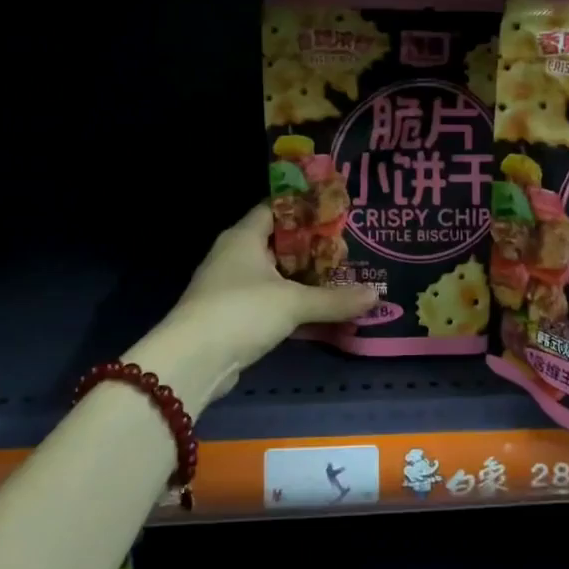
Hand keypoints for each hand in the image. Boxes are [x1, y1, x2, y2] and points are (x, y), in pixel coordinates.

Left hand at [129, 205, 377, 413]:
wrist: (193, 361)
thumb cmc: (241, 312)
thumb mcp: (294, 303)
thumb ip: (334, 299)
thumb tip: (376, 295)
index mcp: (244, 236)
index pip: (275, 209)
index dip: (304, 208)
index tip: (335, 212)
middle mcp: (234, 255)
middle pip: (277, 242)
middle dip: (310, 247)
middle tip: (347, 249)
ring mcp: (230, 286)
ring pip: (273, 274)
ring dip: (301, 278)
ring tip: (339, 277)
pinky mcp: (231, 315)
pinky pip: (268, 300)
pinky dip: (290, 302)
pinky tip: (315, 309)